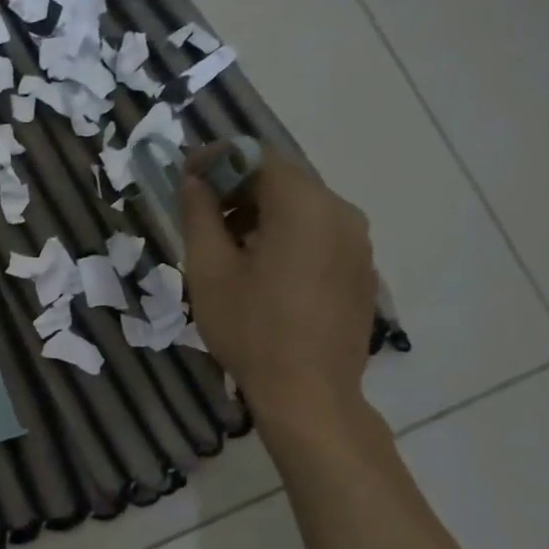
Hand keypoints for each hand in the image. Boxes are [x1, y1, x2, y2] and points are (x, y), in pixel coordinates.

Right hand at [180, 149, 376, 433]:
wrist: (309, 393)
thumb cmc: (251, 329)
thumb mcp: (209, 270)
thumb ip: (199, 215)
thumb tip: (193, 180)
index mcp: (304, 206)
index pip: (259, 156)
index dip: (218, 158)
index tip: (186, 174)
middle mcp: (341, 213)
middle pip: (284, 180)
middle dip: (238, 187)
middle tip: (201, 213)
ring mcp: (358, 243)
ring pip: (303, 208)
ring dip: (261, 214)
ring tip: (226, 246)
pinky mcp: (361, 270)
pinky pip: (320, 234)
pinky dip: (286, 236)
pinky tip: (261, 270)